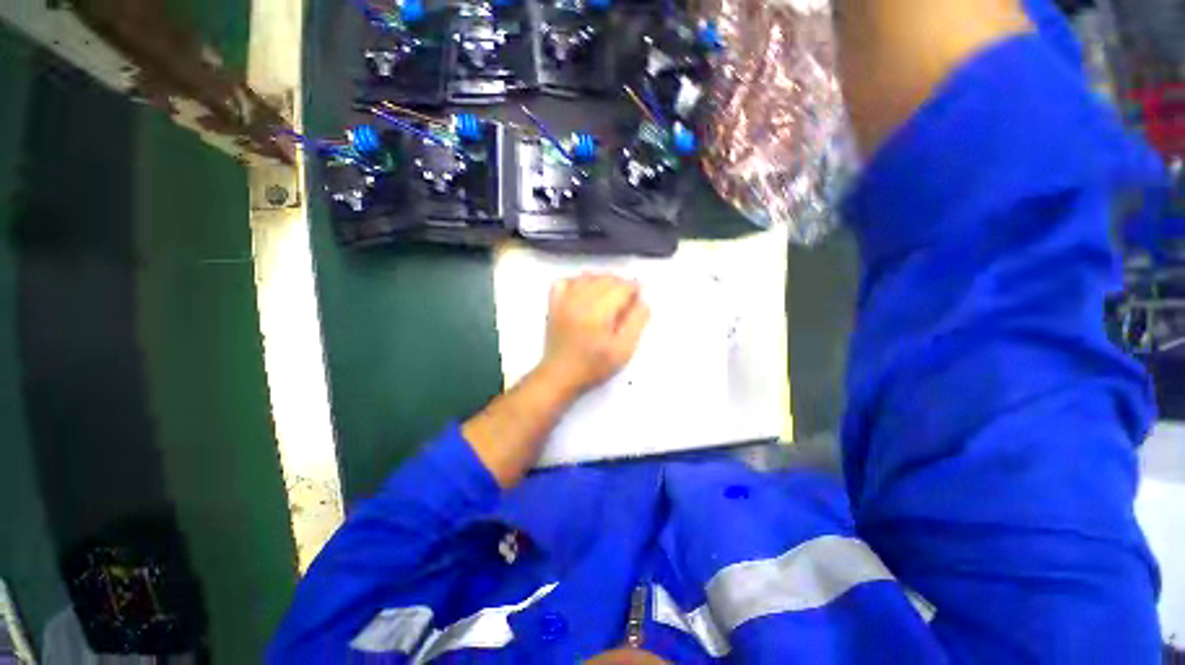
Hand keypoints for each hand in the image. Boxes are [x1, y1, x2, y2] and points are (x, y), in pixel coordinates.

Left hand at [539, 274, 650, 396]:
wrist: (560, 376)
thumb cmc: (594, 367)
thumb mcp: (623, 350)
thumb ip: (636, 323)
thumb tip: (643, 302)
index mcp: (598, 312)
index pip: (621, 287)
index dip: (634, 289)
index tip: (639, 299)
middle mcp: (580, 300)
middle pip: (605, 279)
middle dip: (621, 285)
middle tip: (627, 301)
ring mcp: (564, 301)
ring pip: (587, 277)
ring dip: (602, 281)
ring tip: (609, 296)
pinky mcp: (554, 305)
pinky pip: (564, 281)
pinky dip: (577, 282)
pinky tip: (584, 292)